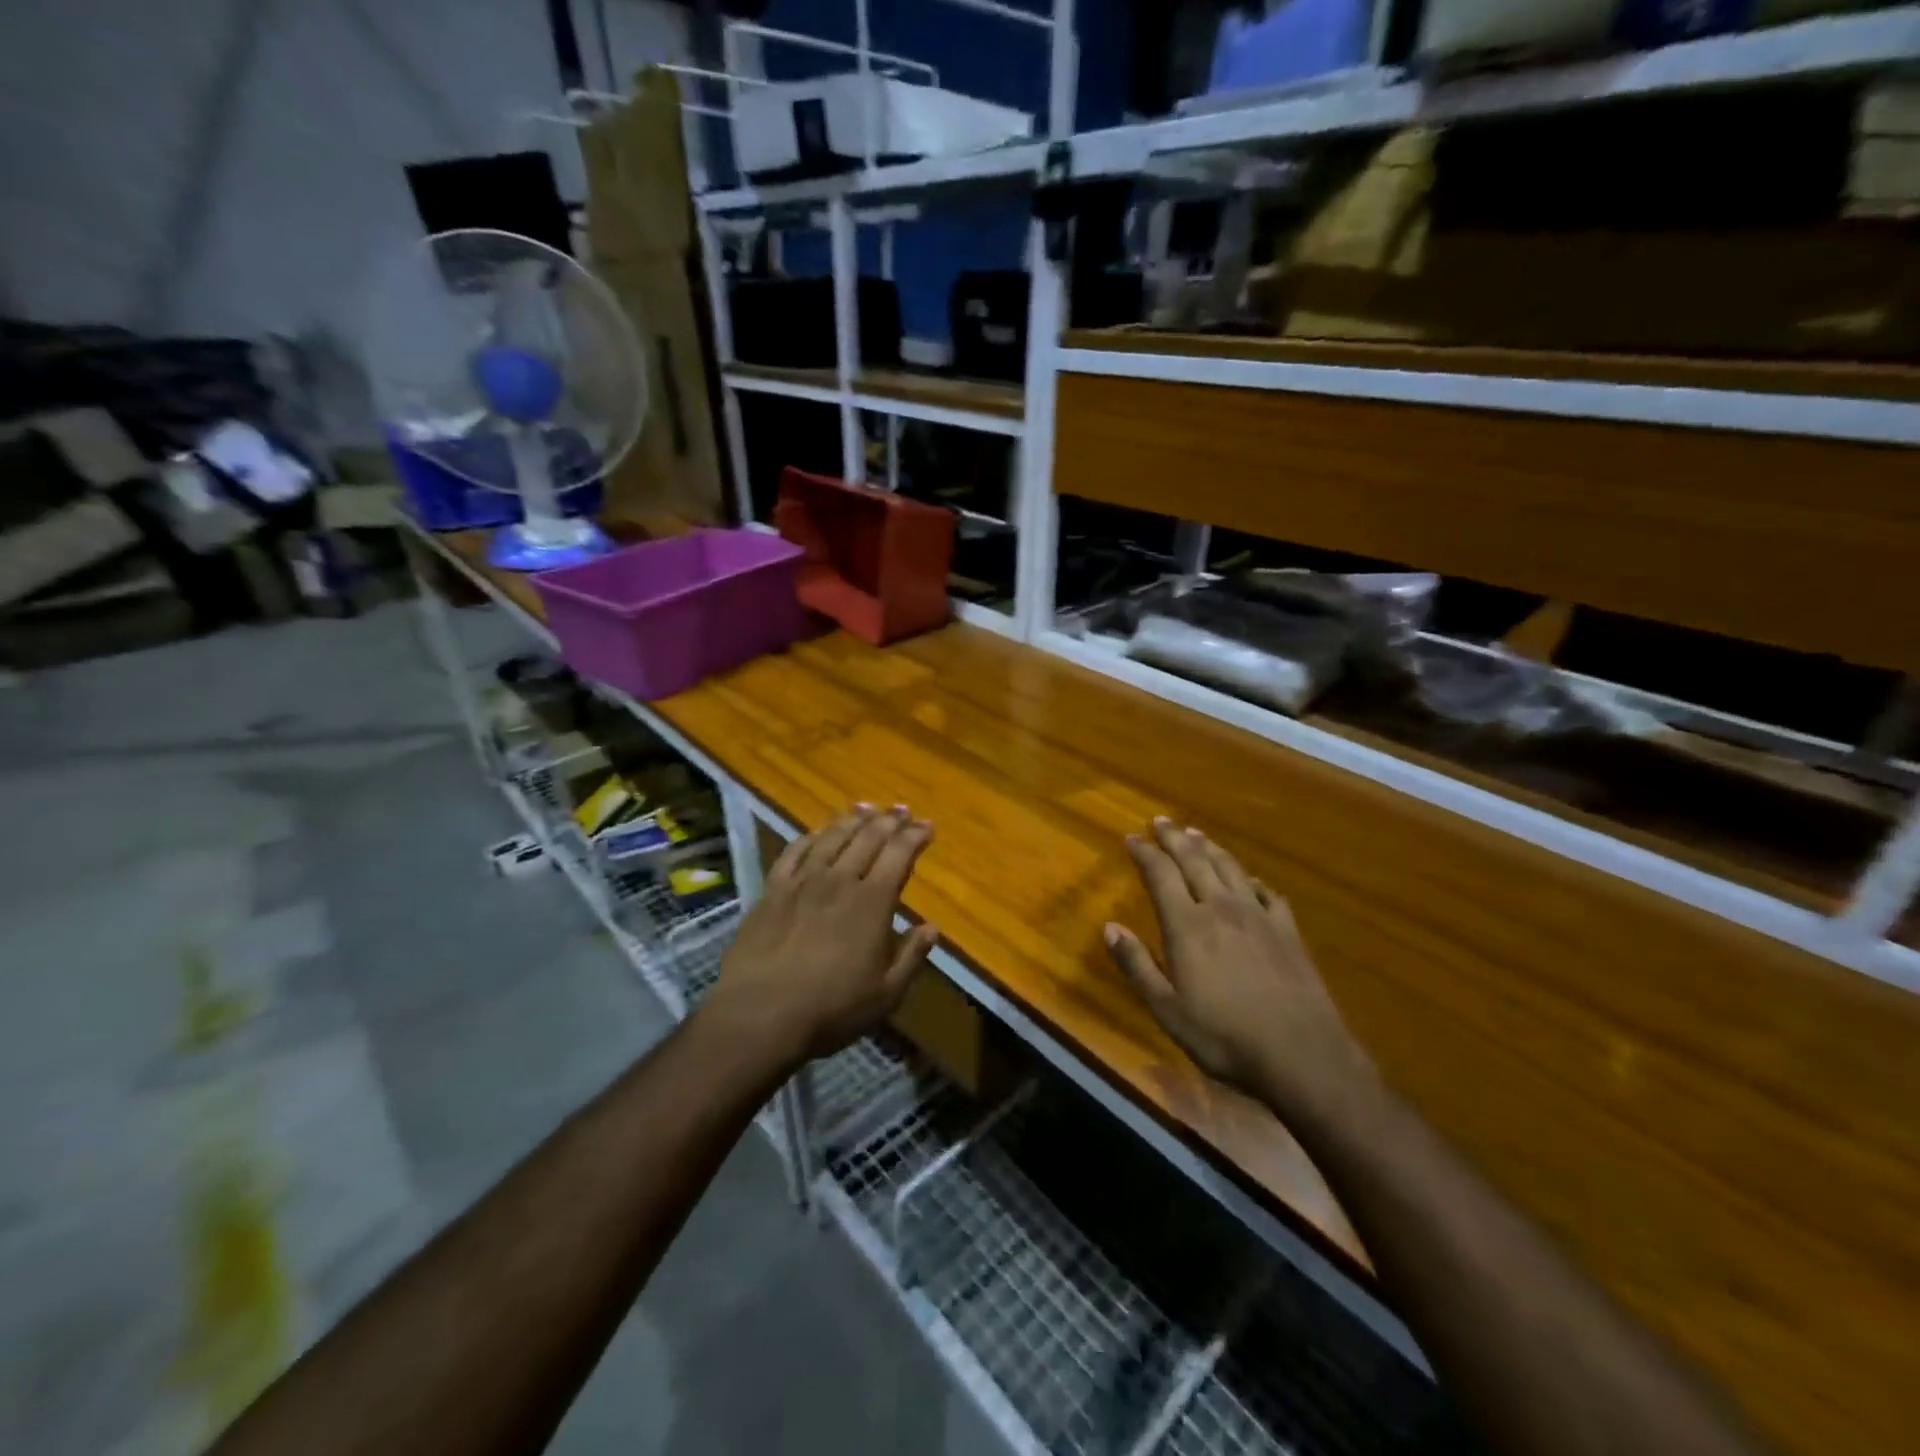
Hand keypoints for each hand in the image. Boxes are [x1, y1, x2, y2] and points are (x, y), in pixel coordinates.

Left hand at [705, 804, 939, 1065]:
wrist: (759, 1014)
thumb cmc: (831, 1009)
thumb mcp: (886, 993)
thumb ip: (912, 956)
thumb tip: (933, 928)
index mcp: (872, 902)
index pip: (899, 855)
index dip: (915, 836)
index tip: (927, 826)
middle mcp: (839, 880)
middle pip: (868, 838)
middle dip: (889, 821)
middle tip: (901, 810)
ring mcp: (803, 882)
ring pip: (832, 837)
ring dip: (852, 820)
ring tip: (866, 808)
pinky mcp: (772, 890)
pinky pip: (794, 852)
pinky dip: (810, 837)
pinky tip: (817, 832)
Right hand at [1105, 817, 1373, 1117]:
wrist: (1302, 1054)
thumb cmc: (1224, 1037)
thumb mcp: (1167, 1010)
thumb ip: (1137, 966)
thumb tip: (1110, 927)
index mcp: (1187, 925)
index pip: (1160, 874)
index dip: (1144, 852)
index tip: (1132, 837)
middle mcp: (1221, 908)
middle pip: (1194, 861)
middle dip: (1174, 838)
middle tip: (1161, 821)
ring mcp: (1259, 916)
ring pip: (1230, 868)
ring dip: (1210, 848)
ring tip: (1196, 834)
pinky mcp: (1288, 931)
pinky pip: (1266, 893)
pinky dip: (1251, 880)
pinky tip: (1249, 879)